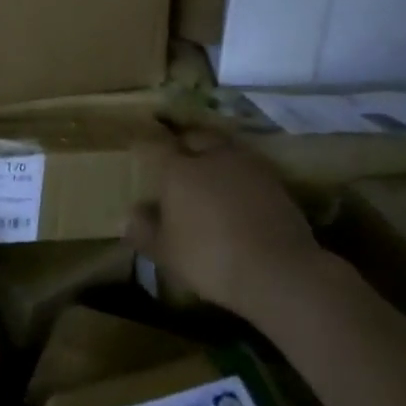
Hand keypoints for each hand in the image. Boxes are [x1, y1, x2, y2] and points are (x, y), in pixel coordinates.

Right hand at [123, 132, 322, 316]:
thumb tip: (127, 217)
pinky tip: (237, 192)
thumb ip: (145, 231)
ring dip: (214, 155)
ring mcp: (247, 165)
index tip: (139, 148)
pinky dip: (238, 174)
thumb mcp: (167, 252)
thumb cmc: (209, 258)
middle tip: (177, 157)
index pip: (154, 146)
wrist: (278, 269)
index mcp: (178, 169)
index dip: (145, 145)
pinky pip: (247, 167)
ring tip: (209, 172)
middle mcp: (211, 156)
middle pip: (194, 136)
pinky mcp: (274, 180)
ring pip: (224, 148)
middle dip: (184, 143)